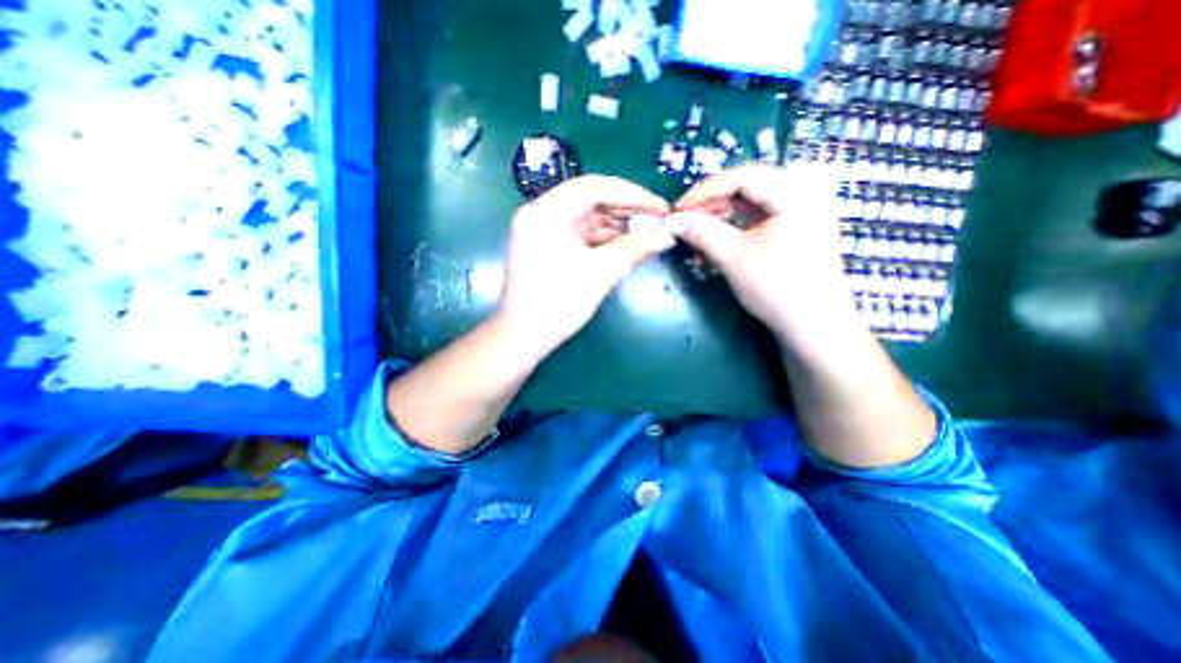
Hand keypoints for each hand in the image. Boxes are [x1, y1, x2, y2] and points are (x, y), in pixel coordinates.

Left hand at [497, 173, 673, 352]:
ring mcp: (542, 230)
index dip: (633, 195)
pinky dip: (602, 237)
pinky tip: (625, 243)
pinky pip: (579, 233)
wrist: (524, 337)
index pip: (595, 188)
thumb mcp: (600, 272)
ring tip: (646, 232)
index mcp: (547, 211)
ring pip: (586, 216)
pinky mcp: (546, 246)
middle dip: (625, 208)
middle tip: (656, 218)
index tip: (661, 207)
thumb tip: (667, 236)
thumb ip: (635, 248)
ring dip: (616, 224)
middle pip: (589, 198)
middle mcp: (541, 213)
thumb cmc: (559, 303)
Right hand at [667, 162, 854, 338]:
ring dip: (720, 221)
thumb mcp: (733, 257)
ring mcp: (799, 218)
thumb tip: (671, 221)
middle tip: (687, 223)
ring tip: (697, 239)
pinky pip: (757, 224)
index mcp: (795, 194)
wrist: (813, 328)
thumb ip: (701, 232)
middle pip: (747, 190)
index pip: (742, 177)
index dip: (705, 190)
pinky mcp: (793, 236)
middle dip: (712, 207)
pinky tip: (716, 249)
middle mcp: (801, 198)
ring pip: (750, 208)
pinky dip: (734, 233)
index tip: (678, 208)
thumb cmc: (776, 287)